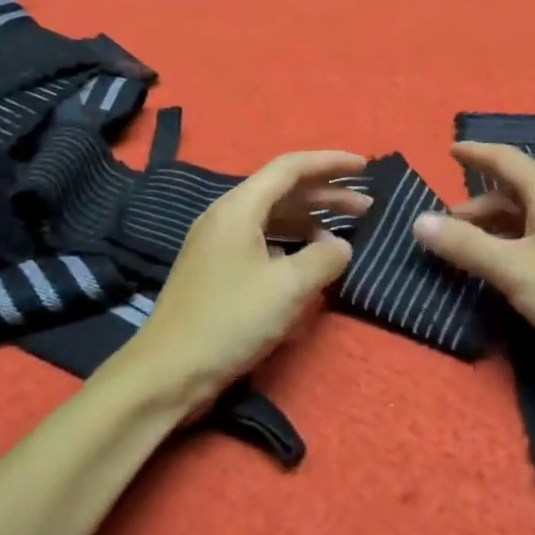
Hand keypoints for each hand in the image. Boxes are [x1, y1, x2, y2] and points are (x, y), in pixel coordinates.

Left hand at [119, 151, 370, 408]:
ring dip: (311, 220)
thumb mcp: (288, 288)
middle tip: (366, 207)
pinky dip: (292, 243)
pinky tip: (310, 260)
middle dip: (326, 194)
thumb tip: (340, 246)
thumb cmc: (230, 321)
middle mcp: (226, 215)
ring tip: (345, 234)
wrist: (167, 372)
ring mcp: (218, 243)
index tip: (365, 166)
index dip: (330, 162)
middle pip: (283, 190)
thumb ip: (324, 258)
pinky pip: (262, 240)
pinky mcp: (217, 269)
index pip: (290, 167)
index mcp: (238, 208)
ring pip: (273, 217)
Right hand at [411, 142, 534, 374]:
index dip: (476, 153)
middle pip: (516, 188)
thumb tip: (419, 221)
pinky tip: (508, 261)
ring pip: (530, 211)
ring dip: (497, 223)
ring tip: (471, 246)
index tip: (450, 150)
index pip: (506, 159)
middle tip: (447, 224)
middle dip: (478, 202)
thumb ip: (465, 245)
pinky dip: (517, 236)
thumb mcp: (512, 270)